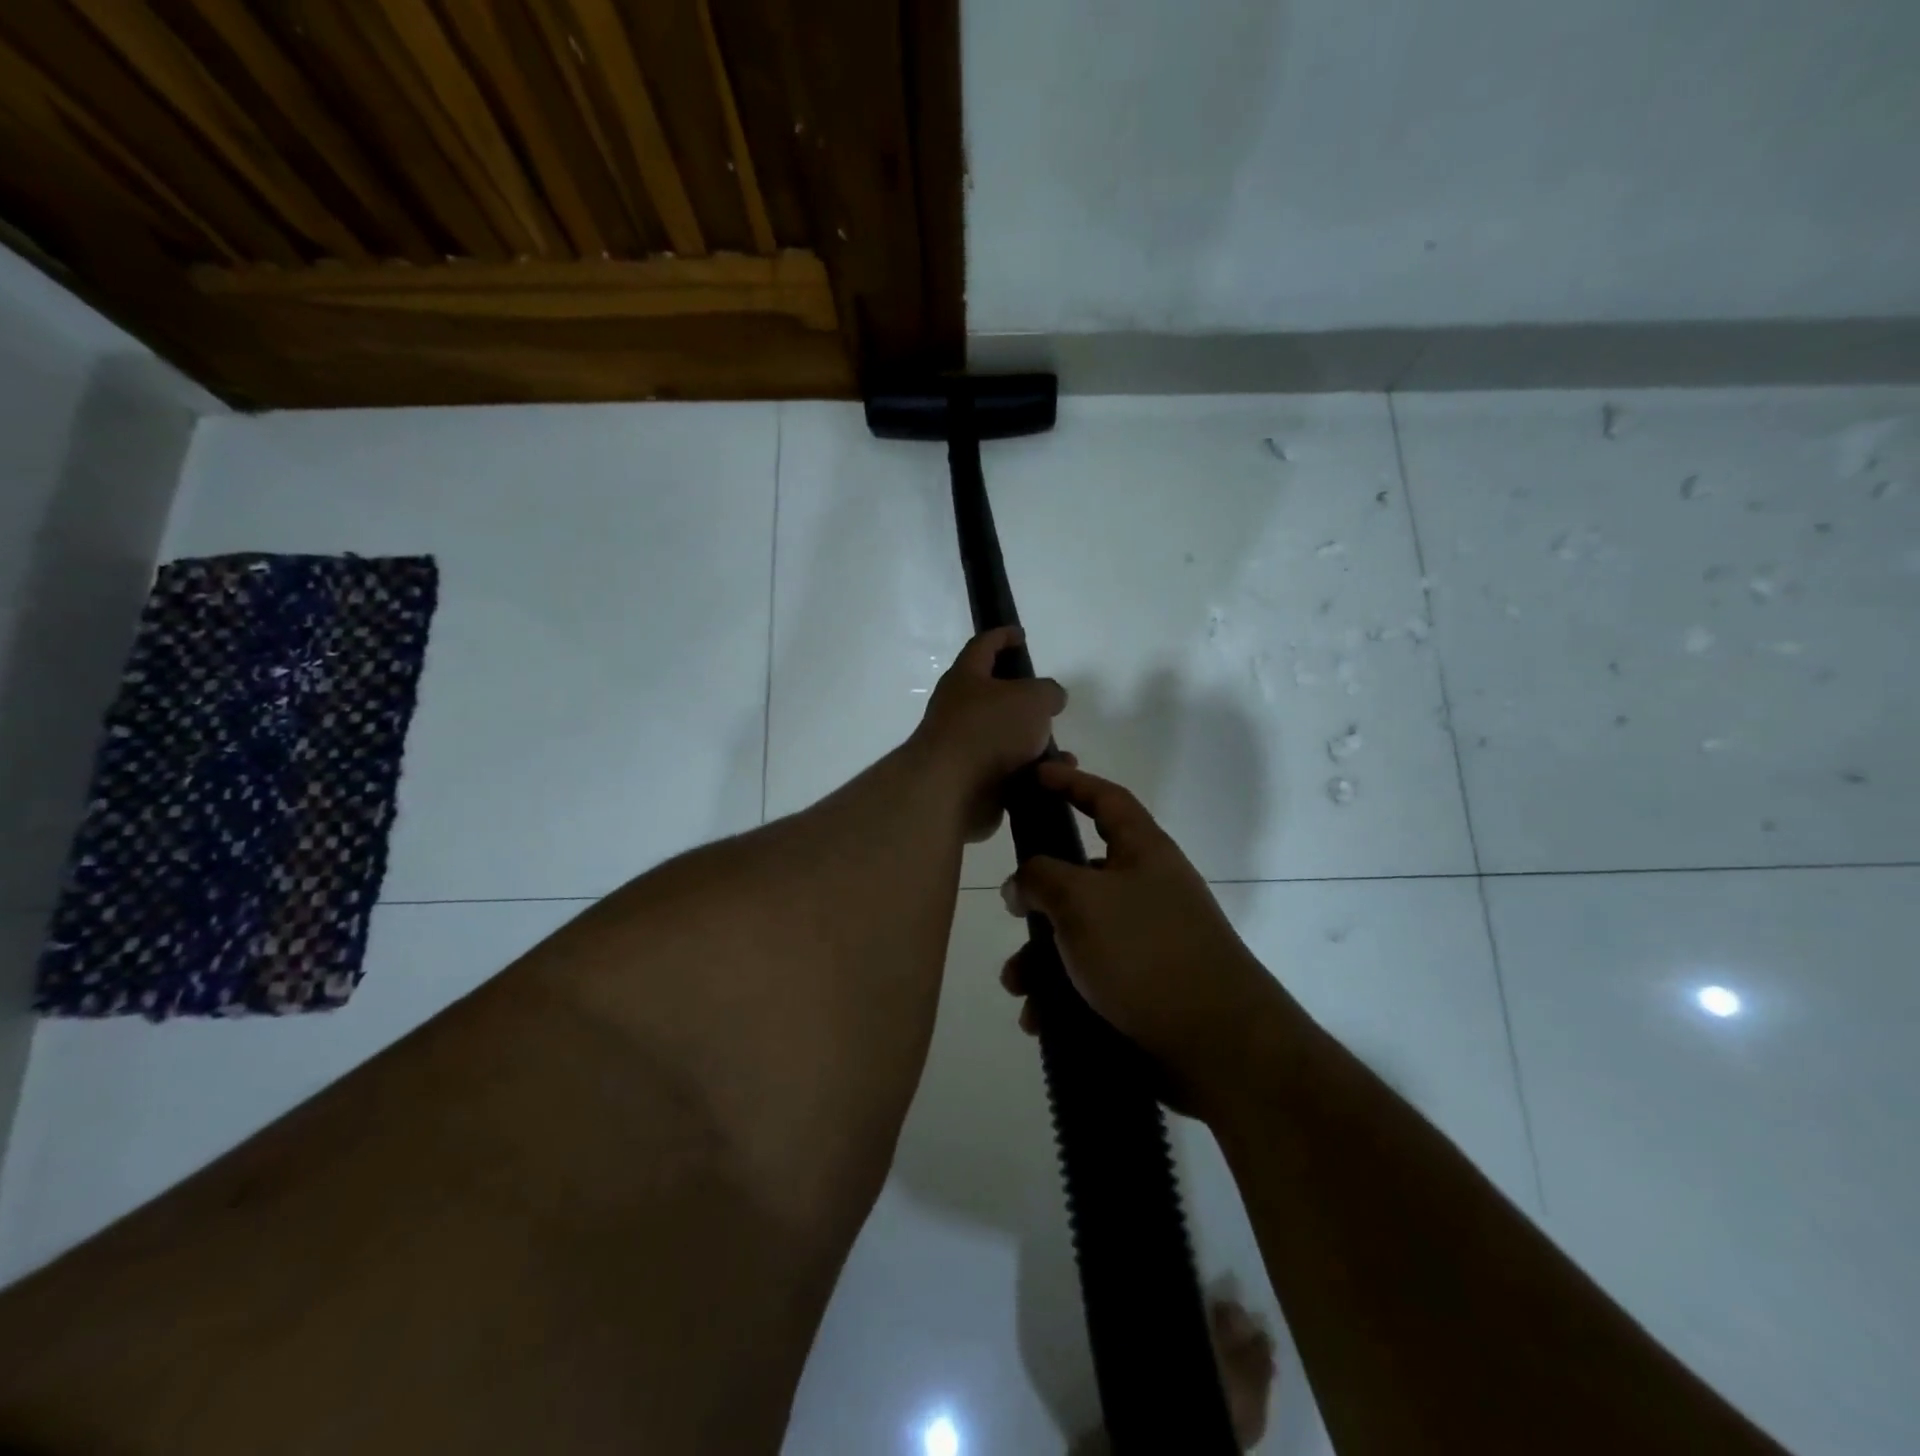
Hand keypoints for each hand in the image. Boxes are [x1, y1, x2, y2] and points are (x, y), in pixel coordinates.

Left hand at [911, 627, 1066, 841]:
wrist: (952, 790)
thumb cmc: (990, 729)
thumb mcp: (1032, 698)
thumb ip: (1047, 691)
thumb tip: (1049, 698)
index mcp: (966, 678)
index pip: (983, 646)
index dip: (1002, 636)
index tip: (1020, 635)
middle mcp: (959, 709)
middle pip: (993, 696)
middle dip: (1022, 699)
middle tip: (1048, 702)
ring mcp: (964, 747)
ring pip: (1005, 738)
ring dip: (1033, 743)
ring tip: (1063, 752)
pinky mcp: (972, 780)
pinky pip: (1008, 771)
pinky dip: (1031, 773)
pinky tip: (1052, 777)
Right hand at [998, 761, 1286, 1107]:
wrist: (1219, 1045)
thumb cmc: (1146, 952)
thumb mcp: (1081, 900)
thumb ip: (1040, 877)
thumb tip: (1022, 883)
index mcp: (1143, 853)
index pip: (1106, 799)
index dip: (1071, 781)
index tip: (1036, 775)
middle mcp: (1147, 890)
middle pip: (1081, 875)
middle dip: (1040, 898)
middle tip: (1012, 912)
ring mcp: (1148, 941)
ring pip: (1078, 935)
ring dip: (1040, 960)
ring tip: (1018, 987)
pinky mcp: (1145, 989)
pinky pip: (1089, 980)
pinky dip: (1060, 995)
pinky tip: (1040, 1020)